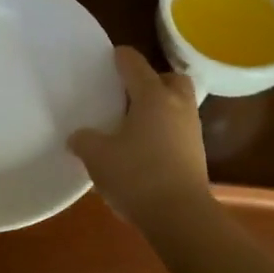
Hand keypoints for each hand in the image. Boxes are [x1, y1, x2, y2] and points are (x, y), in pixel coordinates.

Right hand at [67, 46, 210, 228]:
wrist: (180, 216)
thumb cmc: (136, 176)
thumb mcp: (97, 157)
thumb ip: (84, 140)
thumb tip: (77, 137)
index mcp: (152, 97)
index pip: (135, 64)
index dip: (121, 57)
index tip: (110, 56)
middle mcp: (177, 106)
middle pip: (170, 78)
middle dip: (152, 79)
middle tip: (130, 91)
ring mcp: (191, 130)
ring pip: (178, 104)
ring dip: (160, 106)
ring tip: (134, 121)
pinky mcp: (196, 154)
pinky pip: (179, 129)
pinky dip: (164, 130)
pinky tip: (144, 147)